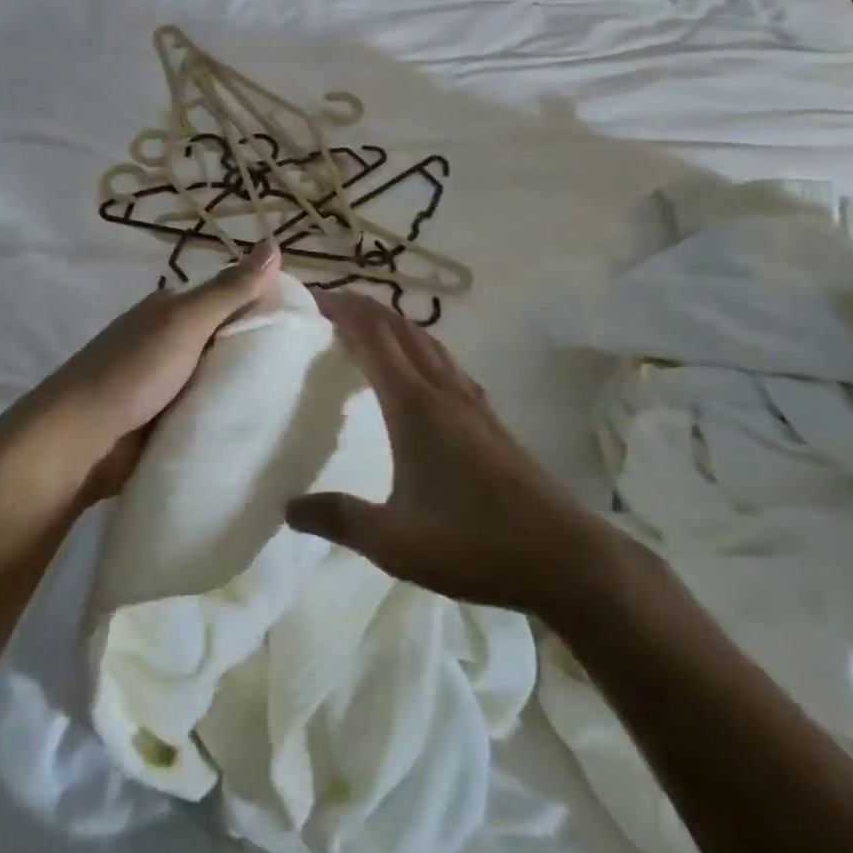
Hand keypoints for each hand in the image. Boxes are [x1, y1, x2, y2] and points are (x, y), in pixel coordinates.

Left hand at [14, 240, 283, 503]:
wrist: (79, 439)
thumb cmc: (133, 370)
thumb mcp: (186, 322)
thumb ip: (230, 289)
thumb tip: (273, 242)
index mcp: (172, 309)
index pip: (231, 297)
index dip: (266, 307)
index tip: (307, 329)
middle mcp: (169, 339)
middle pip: (226, 339)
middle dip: (260, 352)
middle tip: (311, 372)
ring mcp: (165, 382)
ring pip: (218, 377)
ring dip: (245, 388)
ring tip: (297, 403)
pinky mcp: (164, 419)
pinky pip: (205, 410)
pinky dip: (225, 415)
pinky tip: (259, 426)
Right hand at [285, 291, 616, 615]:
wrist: (564, 557)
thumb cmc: (473, 543)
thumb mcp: (394, 541)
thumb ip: (338, 519)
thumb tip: (287, 507)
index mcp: (413, 404)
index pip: (371, 336)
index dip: (341, 309)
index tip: (313, 295)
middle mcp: (441, 389)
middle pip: (398, 327)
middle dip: (363, 306)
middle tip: (330, 303)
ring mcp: (471, 401)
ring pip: (426, 341)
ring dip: (392, 323)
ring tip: (367, 327)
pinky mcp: (490, 418)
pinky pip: (446, 362)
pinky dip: (419, 347)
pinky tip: (420, 371)